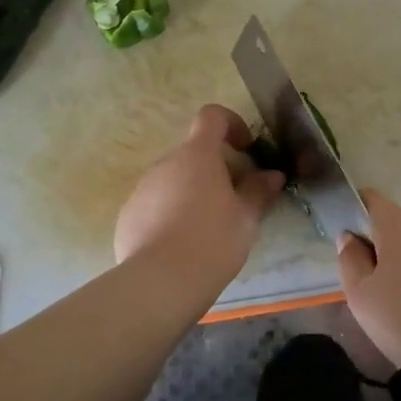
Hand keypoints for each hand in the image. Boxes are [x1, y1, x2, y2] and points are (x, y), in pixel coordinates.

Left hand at [114, 105, 285, 289]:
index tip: (246, 148)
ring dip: (192, 192)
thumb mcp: (246, 218)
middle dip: (215, 169)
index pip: (212, 116)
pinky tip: (181, 246)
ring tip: (207, 229)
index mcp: (198, 155)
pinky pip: (155, 204)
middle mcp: (166, 163)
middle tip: (234, 201)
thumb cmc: (212, 241)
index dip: (231, 123)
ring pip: (174, 180)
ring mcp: (142, 189)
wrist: (159, 283)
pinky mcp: (128, 215)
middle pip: (194, 153)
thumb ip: (259, 191)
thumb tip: (273, 175)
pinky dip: (170, 214)